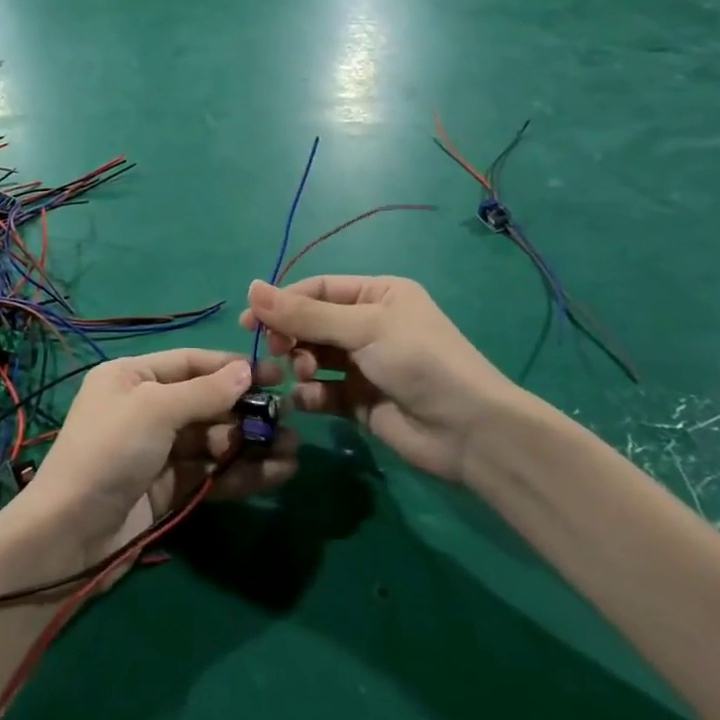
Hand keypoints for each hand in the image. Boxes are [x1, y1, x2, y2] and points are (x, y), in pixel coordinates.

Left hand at [15, 349, 297, 559]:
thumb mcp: (154, 409)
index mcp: (133, 377)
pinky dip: (241, 474)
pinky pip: (211, 473)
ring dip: (250, 445)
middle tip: (290, 420)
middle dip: (247, 412)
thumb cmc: (109, 451)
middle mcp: (147, 408)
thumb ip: (204, 392)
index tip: (275, 373)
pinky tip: (276, 475)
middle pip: (207, 403)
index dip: (232, 368)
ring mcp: (159, 451)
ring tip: (291, 452)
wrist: (70, 534)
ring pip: (214, 441)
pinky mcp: (170, 489)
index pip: (191, 363)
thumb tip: (246, 371)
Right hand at [242, 277, 516, 488]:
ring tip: (306, 374)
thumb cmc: (419, 361)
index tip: (249, 320)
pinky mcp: (359, 401)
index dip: (282, 302)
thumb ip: (305, 314)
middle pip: (312, 323)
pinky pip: (322, 392)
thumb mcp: (363, 328)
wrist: (469, 432)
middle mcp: (369, 325)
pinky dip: (310, 395)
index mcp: (378, 295)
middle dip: (291, 335)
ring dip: (302, 363)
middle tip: (276, 350)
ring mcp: (364, 365)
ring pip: (314, 357)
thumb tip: (251, 288)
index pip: (318, 290)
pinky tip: (308, 400)